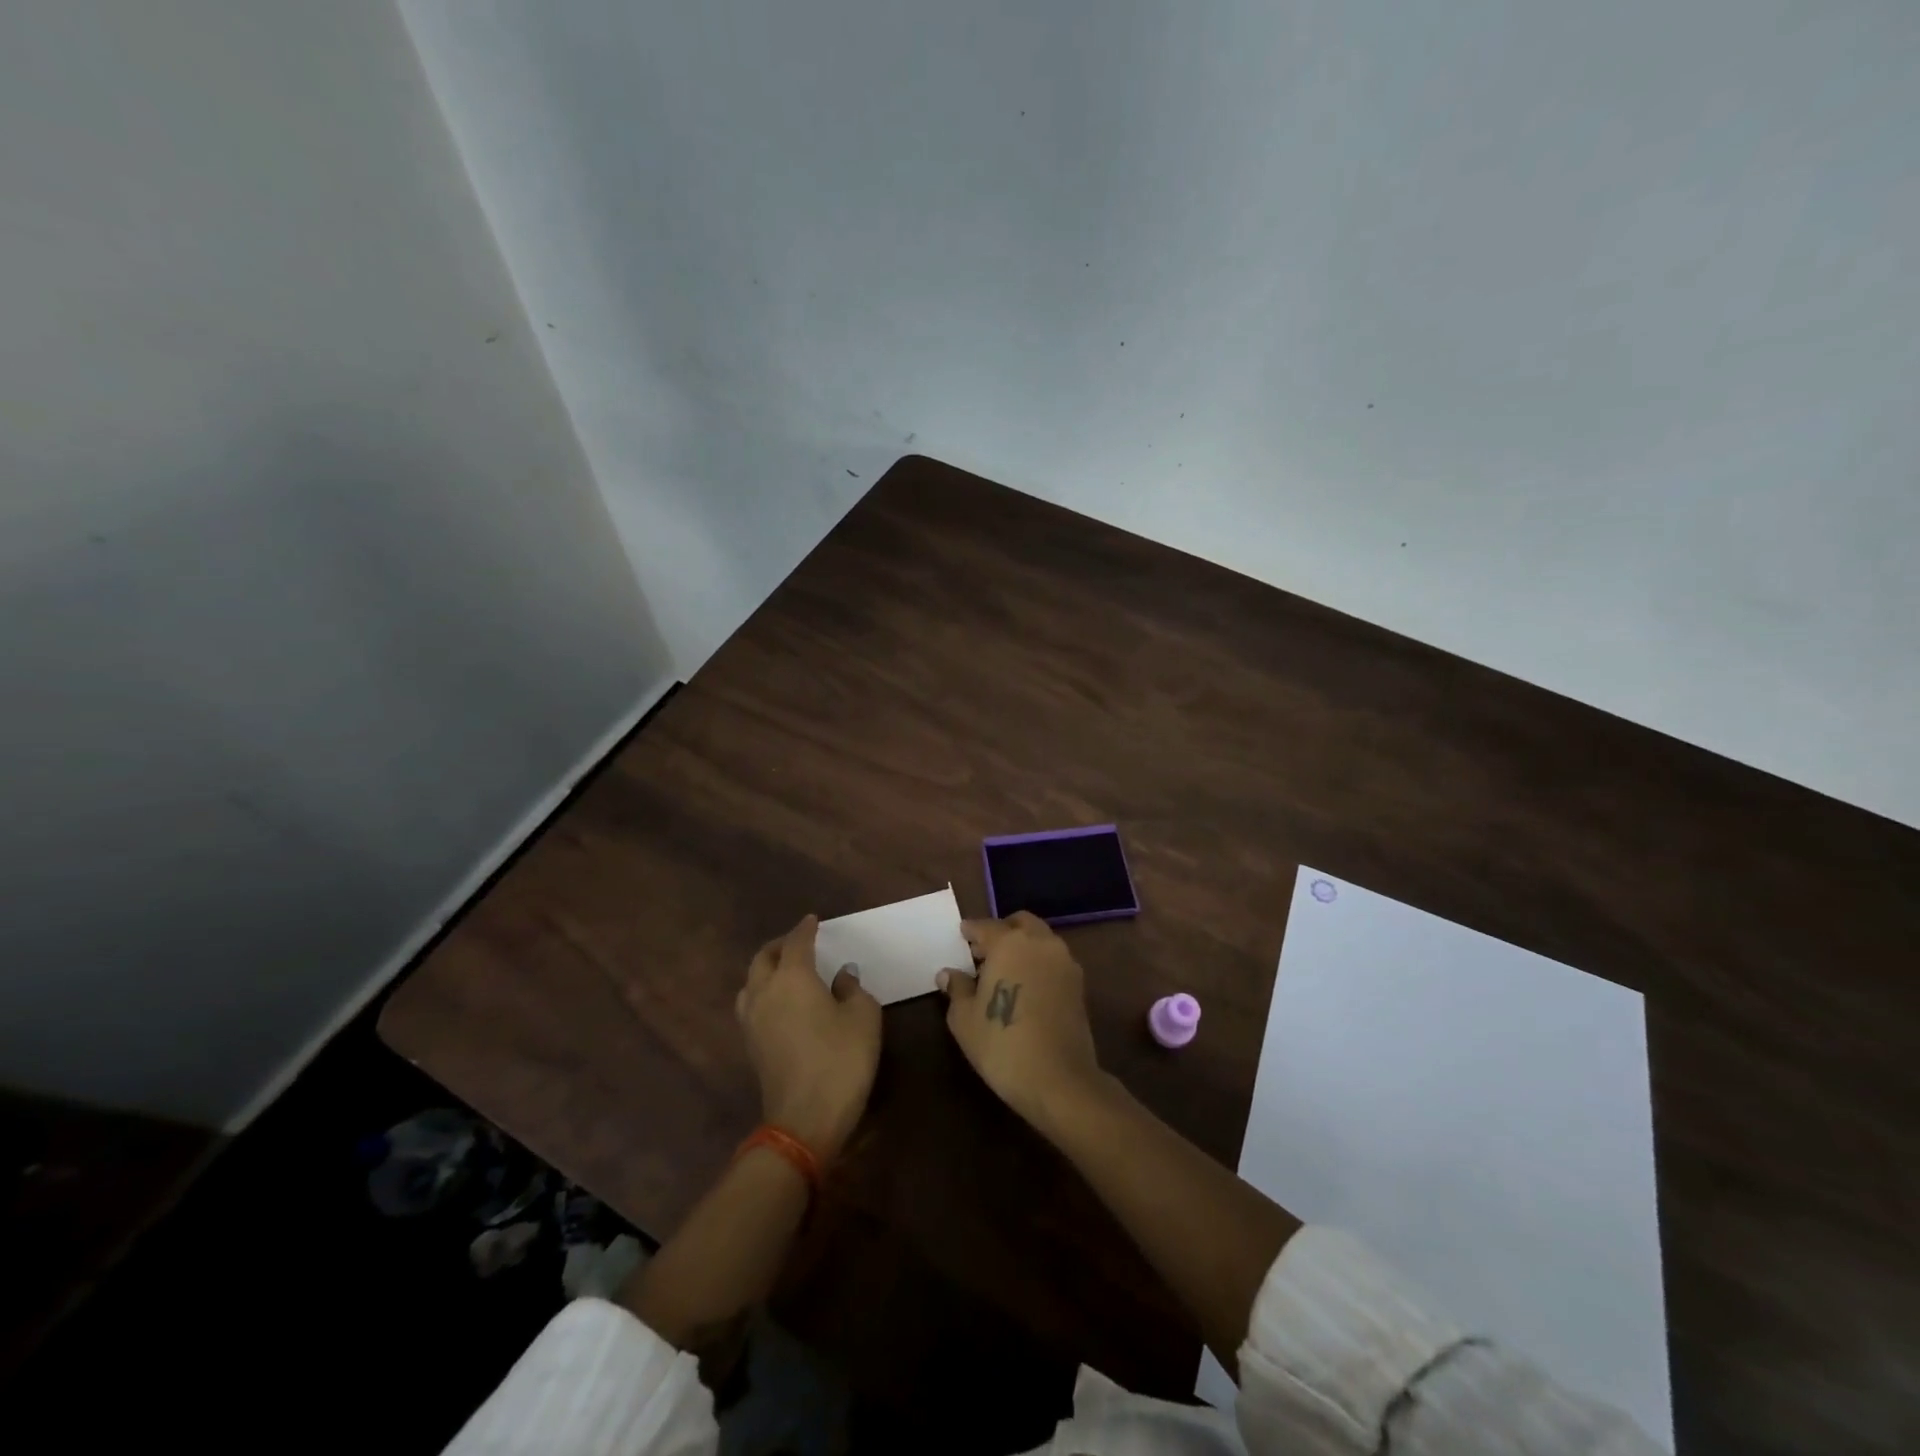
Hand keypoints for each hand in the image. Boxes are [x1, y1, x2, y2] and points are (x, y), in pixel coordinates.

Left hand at [735, 915, 881, 1159]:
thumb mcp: (863, 1017)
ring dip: (767, 969)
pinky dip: (763, 992)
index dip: (806, 929)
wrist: (805, 1119)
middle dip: (781, 945)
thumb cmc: (841, 1060)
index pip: (797, 942)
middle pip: (764, 957)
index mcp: (793, 977)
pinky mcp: (751, 1045)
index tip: (813, 920)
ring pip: (751, 981)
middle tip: (799, 943)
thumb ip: (852, 989)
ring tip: (786, 970)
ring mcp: (752, 1020)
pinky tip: (781, 1002)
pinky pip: (751, 1004)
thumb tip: (841, 976)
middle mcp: (765, 991)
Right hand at [938, 912, 1103, 1134]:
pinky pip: (1053, 961)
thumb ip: (957, 988)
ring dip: (1023, 946)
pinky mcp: (1079, 984)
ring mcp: (1065, 962)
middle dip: (1002, 931)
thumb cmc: (1002, 1044)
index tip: (962, 935)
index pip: (985, 926)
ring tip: (1004, 971)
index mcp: (1009, 943)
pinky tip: (1025, 987)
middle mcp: (1040, 943)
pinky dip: (1038, 963)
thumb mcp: (965, 1019)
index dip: (971, 931)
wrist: (1059, 1080)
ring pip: (1041, 940)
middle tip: (983, 952)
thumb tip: (948, 973)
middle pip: (1020, 923)